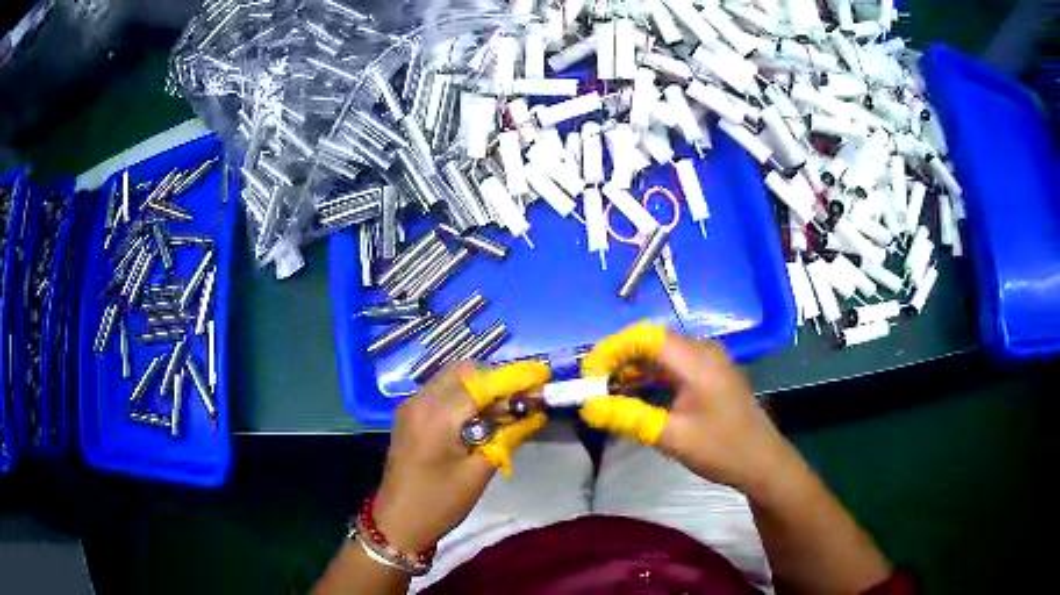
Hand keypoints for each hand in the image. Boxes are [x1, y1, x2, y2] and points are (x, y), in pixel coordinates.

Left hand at [373, 361, 549, 552]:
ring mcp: (410, 406)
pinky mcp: (408, 415)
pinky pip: (439, 391)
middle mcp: (420, 401)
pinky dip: (462, 394)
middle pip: (463, 371)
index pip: (482, 382)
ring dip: (479, 385)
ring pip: (450, 378)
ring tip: (504, 408)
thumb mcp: (478, 473)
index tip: (541, 377)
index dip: (513, 378)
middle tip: (521, 397)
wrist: (397, 522)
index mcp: (437, 416)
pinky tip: (477, 416)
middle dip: (495, 378)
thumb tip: (533, 412)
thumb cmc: (439, 503)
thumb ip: (506, 437)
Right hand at [579, 323, 791, 492]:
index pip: (644, 336)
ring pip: (660, 353)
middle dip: (618, 359)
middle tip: (594, 386)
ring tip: (608, 392)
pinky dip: (649, 376)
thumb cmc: (722, 449)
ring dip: (633, 368)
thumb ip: (629, 418)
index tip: (588, 376)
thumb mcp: (672, 437)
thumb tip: (587, 408)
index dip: (612, 349)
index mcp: (696, 359)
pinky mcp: (709, 374)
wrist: (762, 462)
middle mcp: (702, 350)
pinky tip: (635, 395)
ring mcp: (708, 361)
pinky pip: (672, 365)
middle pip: (651, 341)